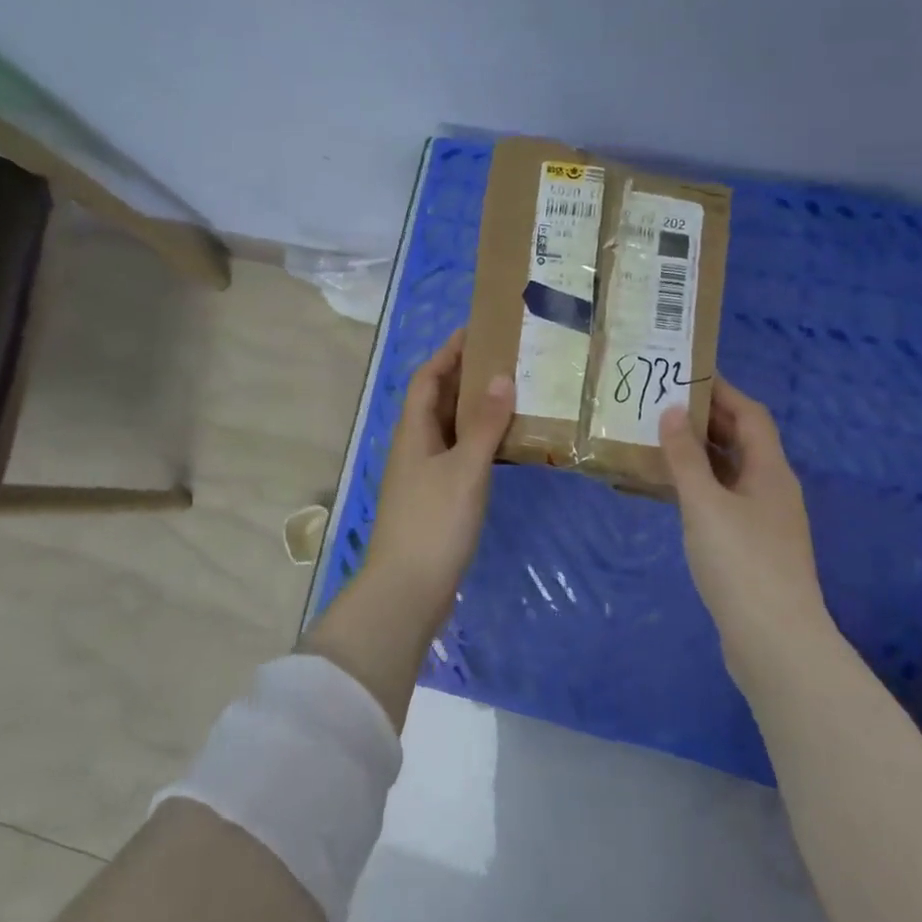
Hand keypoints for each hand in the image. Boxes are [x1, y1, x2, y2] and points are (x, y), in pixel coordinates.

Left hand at [361, 330, 513, 629]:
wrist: (407, 590)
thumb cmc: (434, 521)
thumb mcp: (465, 468)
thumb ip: (485, 424)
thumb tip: (501, 377)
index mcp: (413, 431)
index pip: (427, 377)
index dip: (448, 352)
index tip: (477, 331)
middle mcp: (415, 446)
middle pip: (438, 400)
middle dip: (466, 376)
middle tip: (506, 359)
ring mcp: (424, 474)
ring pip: (450, 429)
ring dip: (475, 410)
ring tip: (513, 394)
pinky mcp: (436, 498)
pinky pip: (459, 455)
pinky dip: (480, 443)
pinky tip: (507, 446)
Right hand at [659, 377, 825, 649]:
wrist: (774, 641)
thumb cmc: (741, 562)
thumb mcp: (705, 503)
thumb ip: (686, 457)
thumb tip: (671, 412)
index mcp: (770, 471)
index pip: (750, 415)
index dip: (722, 391)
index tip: (686, 375)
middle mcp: (772, 489)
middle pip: (742, 441)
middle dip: (706, 420)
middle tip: (662, 405)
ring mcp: (765, 521)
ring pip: (731, 472)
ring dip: (699, 455)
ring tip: (658, 442)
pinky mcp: (752, 548)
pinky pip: (723, 500)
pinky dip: (699, 487)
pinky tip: (670, 493)